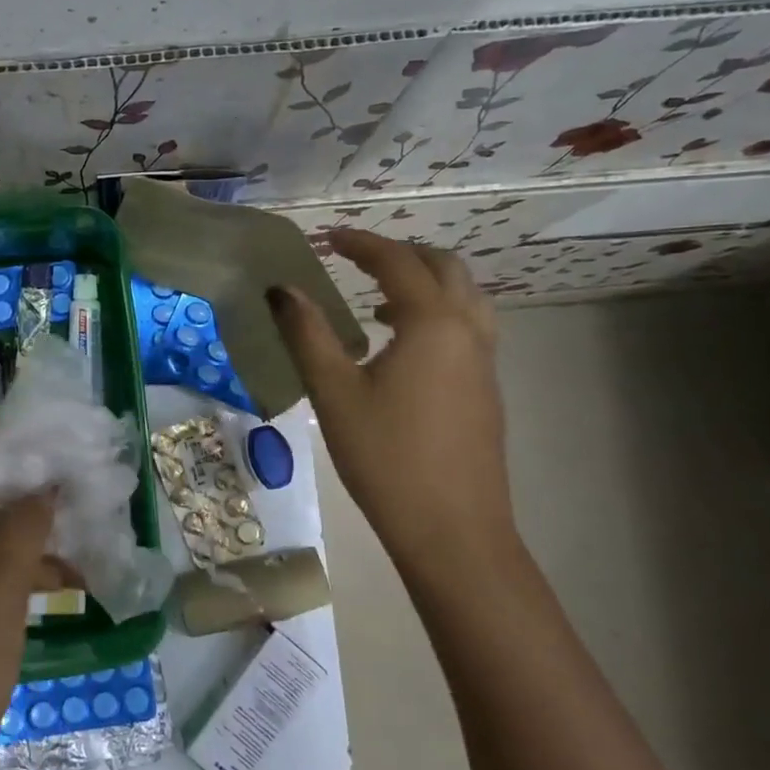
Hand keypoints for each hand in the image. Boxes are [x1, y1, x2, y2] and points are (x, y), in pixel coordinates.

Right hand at [269, 231, 515, 567]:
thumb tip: (282, 290)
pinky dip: (439, 313)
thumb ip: (308, 334)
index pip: (396, 262)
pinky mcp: (487, 390)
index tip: (328, 238)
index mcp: (433, 323)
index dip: (360, 243)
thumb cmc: (386, 457)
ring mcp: (485, 362)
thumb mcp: (334, 392)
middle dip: (401, 254)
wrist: (453, 531)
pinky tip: (403, 349)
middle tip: (357, 260)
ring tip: (379, 301)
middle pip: (444, 267)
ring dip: (425, 283)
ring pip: (465, 297)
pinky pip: (468, 327)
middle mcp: (468, 330)